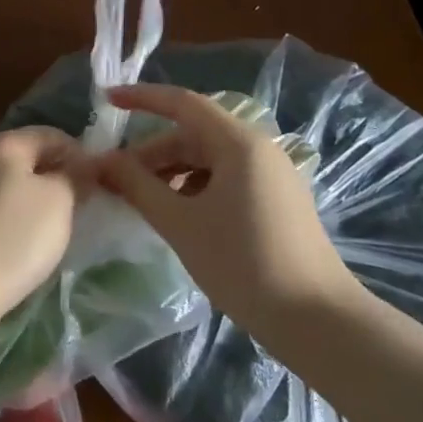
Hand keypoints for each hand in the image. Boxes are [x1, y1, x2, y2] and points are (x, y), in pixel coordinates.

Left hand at [0, 127, 82, 340]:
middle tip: (84, 207)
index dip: (81, 155)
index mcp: (5, 142)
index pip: (53, 135)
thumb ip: (75, 177)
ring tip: (60, 227)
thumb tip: (83, 166)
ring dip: (40, 199)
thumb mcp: (59, 201)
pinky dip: (18, 216)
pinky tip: (28, 241)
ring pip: (14, 182)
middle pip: (31, 156)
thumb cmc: (14, 237)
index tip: (101, 185)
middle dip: (60, 176)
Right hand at [83, 84, 359, 350]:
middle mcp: (258, 149)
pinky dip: (194, 188)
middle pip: (193, 134)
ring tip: (140, 201)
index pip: (182, 103)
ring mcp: (271, 176)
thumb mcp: (180, 223)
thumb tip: (102, 161)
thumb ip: (137, 186)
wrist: (320, 323)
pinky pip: (225, 179)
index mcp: (238, 143)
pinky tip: (177, 217)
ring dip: (170, 173)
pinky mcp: (277, 202)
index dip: (141, 98)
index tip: (107, 101)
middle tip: (114, 177)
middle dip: (151, 152)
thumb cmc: (244, 264)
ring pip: (208, 159)